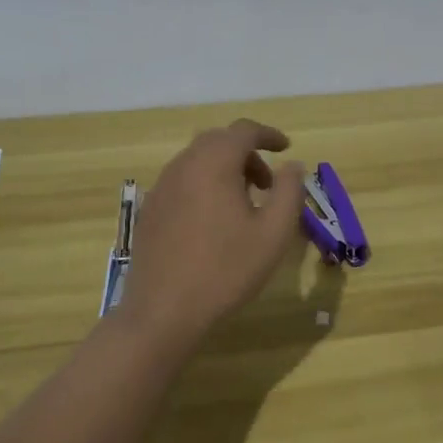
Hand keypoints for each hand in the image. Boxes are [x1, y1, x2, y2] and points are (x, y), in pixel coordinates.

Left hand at [115, 120, 307, 348]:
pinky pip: (182, 180)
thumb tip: (292, 165)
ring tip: (243, 204)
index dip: (268, 134)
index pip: (244, 130)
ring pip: (198, 160)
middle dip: (247, 152)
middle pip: (218, 141)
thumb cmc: (225, 270)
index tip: (286, 148)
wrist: (163, 311)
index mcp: (214, 163)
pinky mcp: (150, 208)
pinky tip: (212, 220)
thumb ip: (289, 192)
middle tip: (267, 183)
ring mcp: (161, 186)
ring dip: (224, 169)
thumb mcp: (273, 233)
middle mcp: (184, 164)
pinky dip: (203, 184)